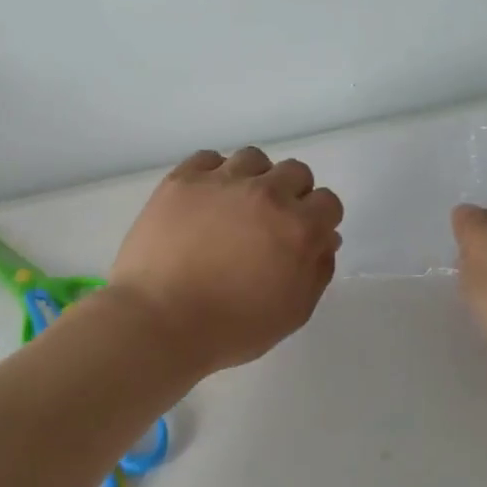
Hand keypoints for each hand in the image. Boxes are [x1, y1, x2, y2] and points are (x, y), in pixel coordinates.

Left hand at [108, 148, 344, 374]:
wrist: (158, 320)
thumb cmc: (230, 328)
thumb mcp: (292, 313)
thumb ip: (317, 271)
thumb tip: (324, 239)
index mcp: (298, 228)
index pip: (328, 202)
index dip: (319, 220)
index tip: (303, 237)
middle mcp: (265, 193)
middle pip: (295, 172)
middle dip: (292, 195)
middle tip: (270, 224)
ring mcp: (221, 181)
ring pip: (253, 159)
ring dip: (254, 179)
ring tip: (236, 207)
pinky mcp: (183, 179)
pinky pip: (209, 158)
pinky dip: (214, 174)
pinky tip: (205, 200)